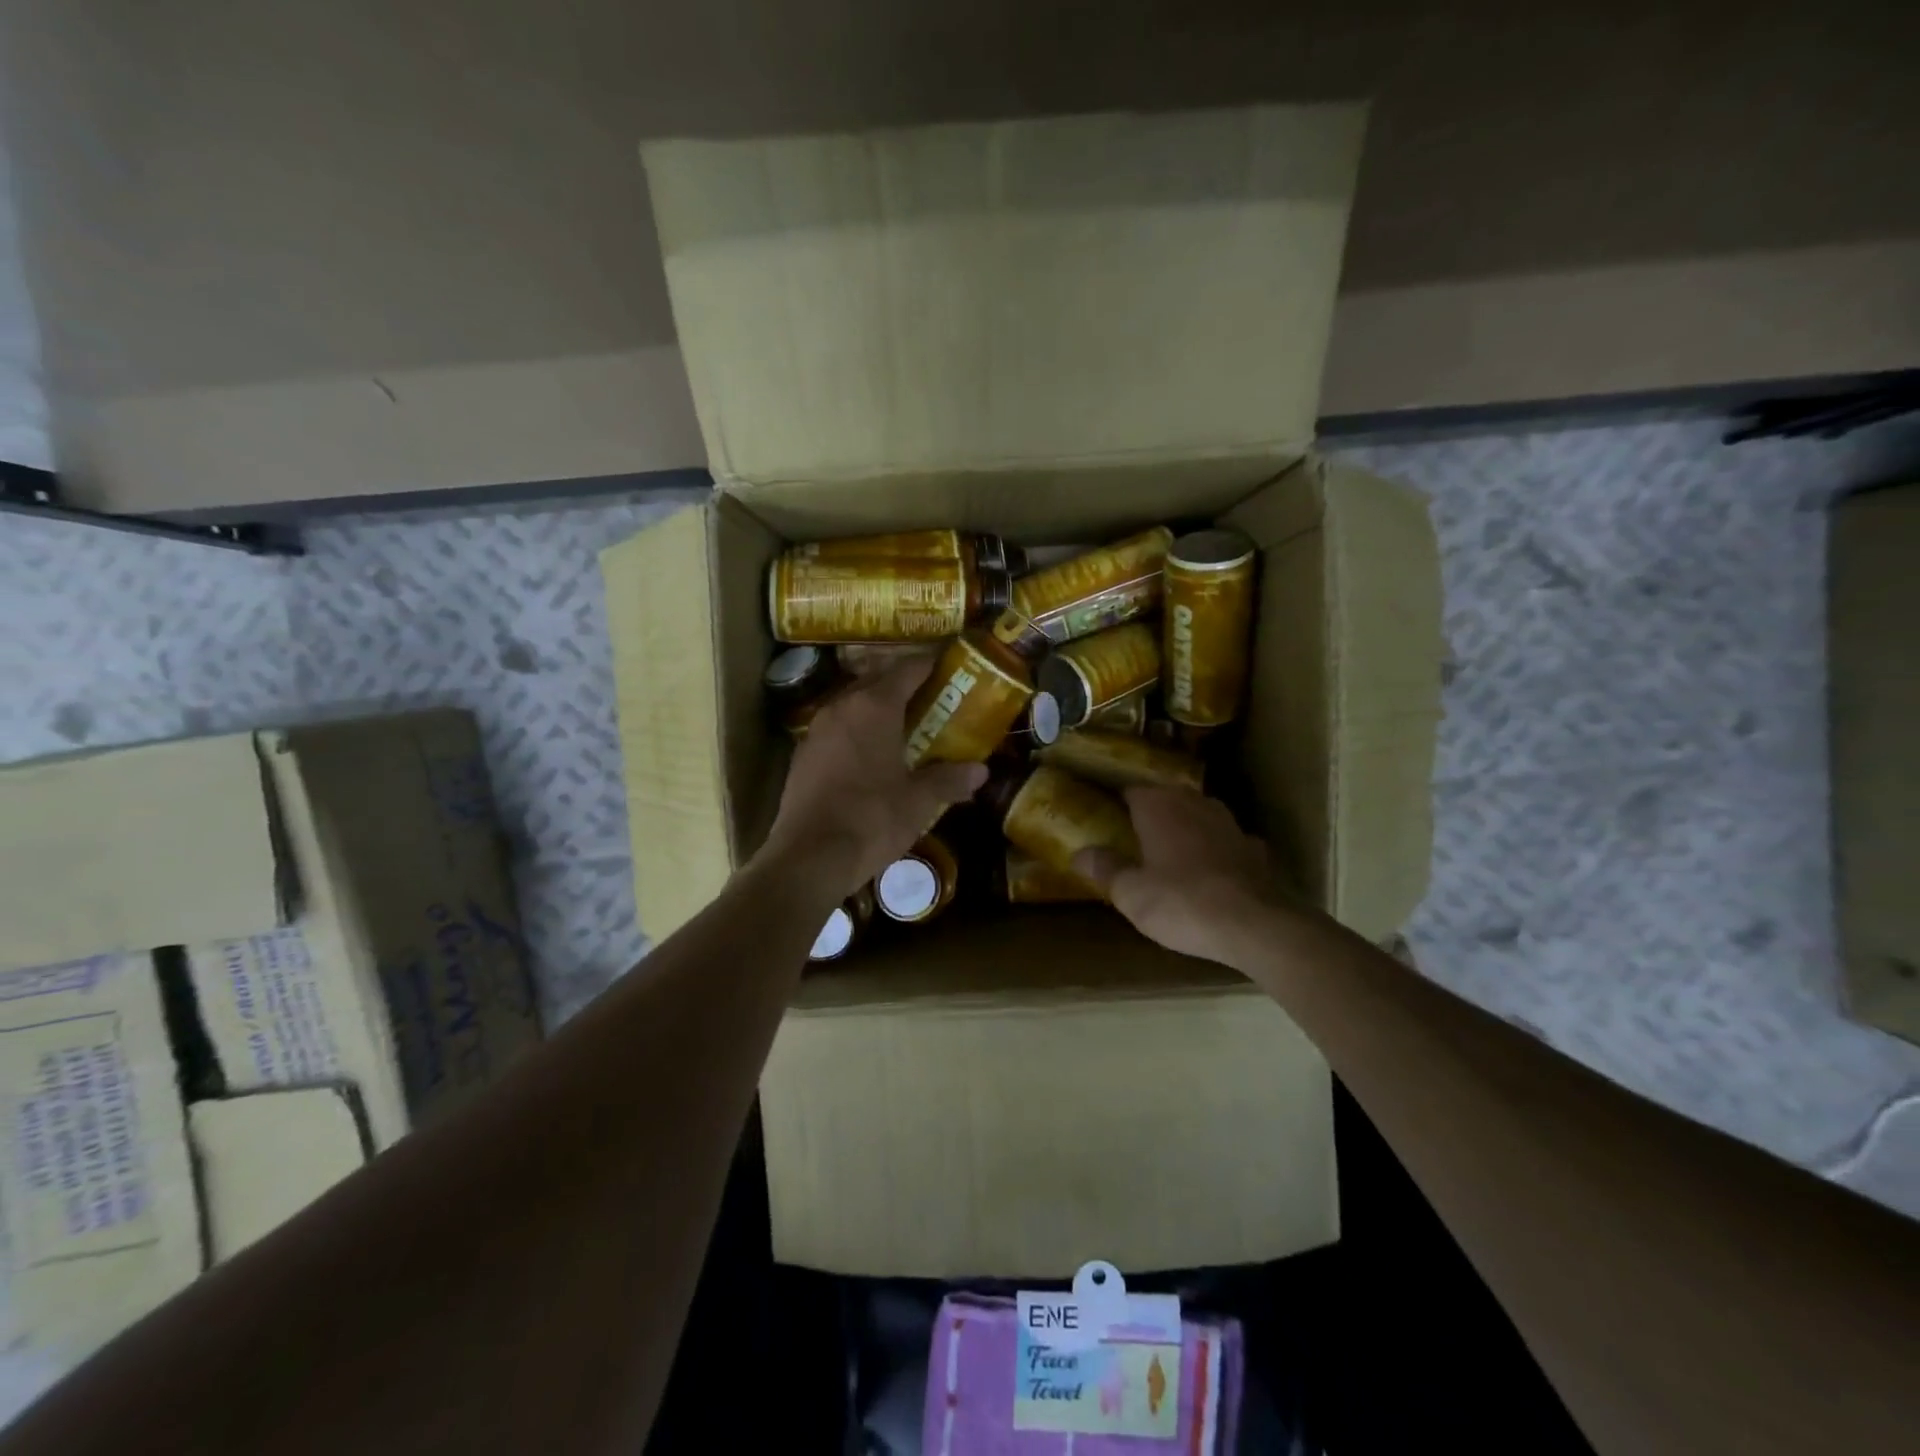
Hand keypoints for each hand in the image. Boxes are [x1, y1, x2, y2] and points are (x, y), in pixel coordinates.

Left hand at [758, 655, 987, 898]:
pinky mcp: (802, 755)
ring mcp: (816, 730)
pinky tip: (870, 754)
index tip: (949, 664)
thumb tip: (981, 771)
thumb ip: (949, 780)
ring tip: (903, 723)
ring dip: (877, 708)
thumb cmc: (871, 819)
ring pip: (853, 704)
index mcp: (874, 706)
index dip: (930, 664)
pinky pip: (836, 729)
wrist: (809, 856)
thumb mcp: (919, 801)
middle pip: (877, 681)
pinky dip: (857, 731)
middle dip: (904, 684)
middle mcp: (842, 707)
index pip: (907, 669)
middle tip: (932, 696)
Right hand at [1074, 786, 1288, 968]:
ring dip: (1184, 828)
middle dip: (1150, 814)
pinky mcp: (1253, 847)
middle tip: (1132, 835)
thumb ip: (1104, 869)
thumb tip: (1080, 853)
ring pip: (1198, 816)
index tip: (1102, 815)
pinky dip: (1215, 851)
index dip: (1115, 802)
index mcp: (1157, 806)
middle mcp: (1193, 803)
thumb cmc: (1181, 903)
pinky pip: (1225, 841)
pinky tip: (1210, 870)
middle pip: (1165, 799)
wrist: (1254, 925)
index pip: (1129, 790)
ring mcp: (1228, 823)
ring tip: (1169, 851)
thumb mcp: (1130, 893)